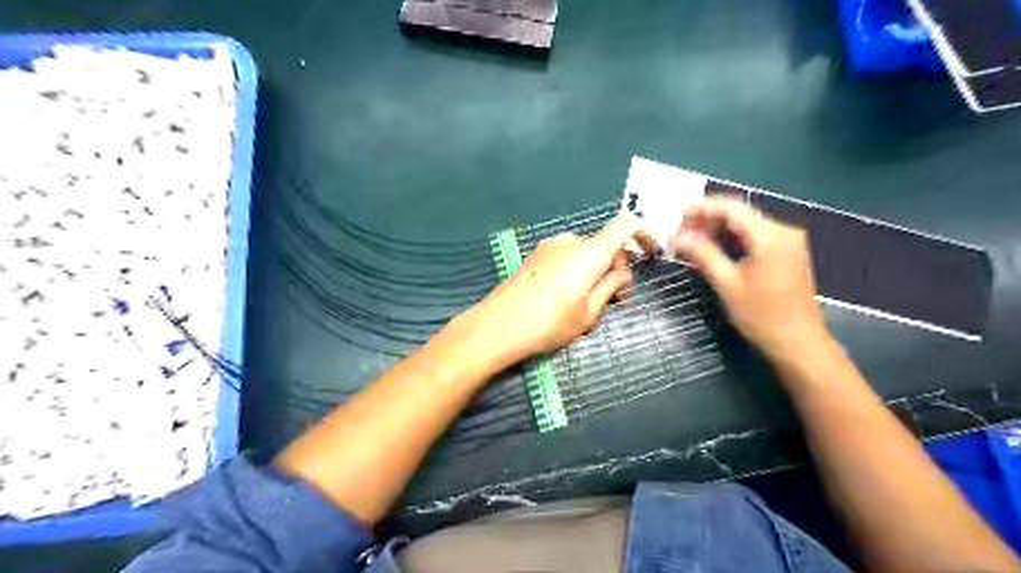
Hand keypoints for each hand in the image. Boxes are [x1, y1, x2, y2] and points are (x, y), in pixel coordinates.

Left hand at [470, 218, 654, 365]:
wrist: (497, 326)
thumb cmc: (548, 323)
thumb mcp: (589, 312)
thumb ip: (610, 287)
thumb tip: (621, 274)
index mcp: (590, 252)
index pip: (625, 226)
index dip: (644, 234)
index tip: (652, 253)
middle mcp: (571, 241)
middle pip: (605, 245)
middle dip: (616, 269)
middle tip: (616, 302)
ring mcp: (549, 247)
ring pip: (586, 254)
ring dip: (595, 273)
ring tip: (587, 307)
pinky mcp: (535, 256)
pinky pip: (567, 258)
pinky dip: (577, 272)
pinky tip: (567, 299)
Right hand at [671, 195, 828, 360]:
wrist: (798, 344)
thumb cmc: (762, 316)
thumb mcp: (727, 284)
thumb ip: (702, 254)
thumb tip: (677, 237)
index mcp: (770, 235)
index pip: (732, 208)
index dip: (702, 209)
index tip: (677, 218)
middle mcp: (782, 231)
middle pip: (739, 215)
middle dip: (708, 221)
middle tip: (680, 235)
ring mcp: (786, 243)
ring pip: (745, 226)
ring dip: (717, 232)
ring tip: (690, 243)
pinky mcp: (785, 255)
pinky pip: (753, 239)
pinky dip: (731, 242)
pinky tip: (712, 251)